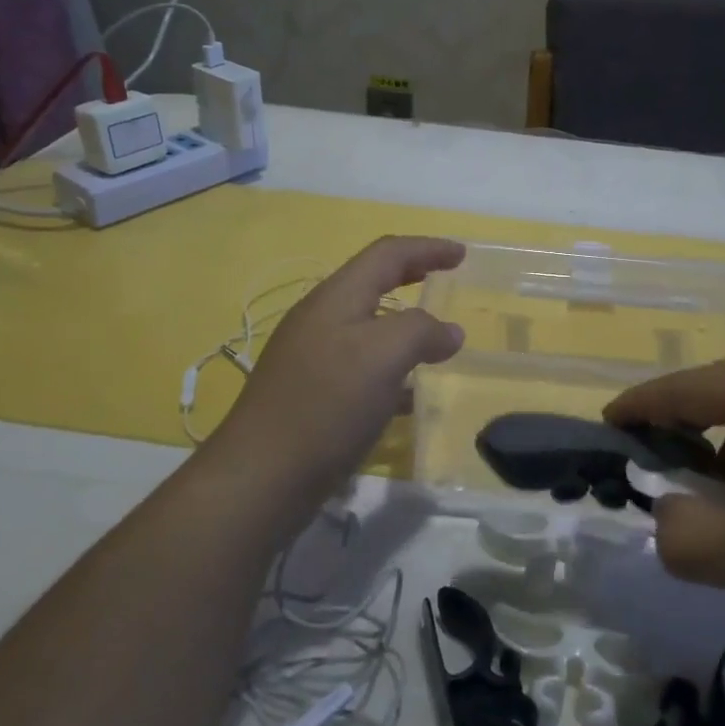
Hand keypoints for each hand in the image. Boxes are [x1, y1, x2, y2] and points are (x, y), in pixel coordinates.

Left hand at [211, 236, 466, 509]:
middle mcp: (321, 318)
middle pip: (373, 282)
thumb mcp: (384, 356)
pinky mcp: (311, 393)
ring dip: (403, 323)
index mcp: (336, 297)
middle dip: (412, 275)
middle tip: (447, 277)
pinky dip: (390, 365)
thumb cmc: (326, 404)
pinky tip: (407, 394)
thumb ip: (421, 331)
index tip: (462, 254)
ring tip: (434, 338)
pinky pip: (360, 364)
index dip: (427, 248)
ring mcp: (311, 357)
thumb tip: (448, 332)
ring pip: (367, 326)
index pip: (387, 254)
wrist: (261, 477)